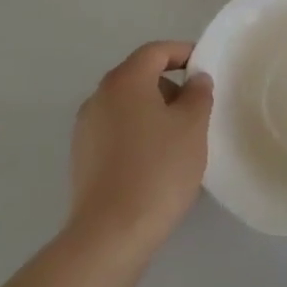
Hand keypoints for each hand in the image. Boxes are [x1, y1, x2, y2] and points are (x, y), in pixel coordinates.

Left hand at [69, 42, 212, 255]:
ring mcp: (86, 129)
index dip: (183, 53)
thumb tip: (195, 80)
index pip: (156, 51)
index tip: (205, 68)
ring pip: (127, 106)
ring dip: (154, 113)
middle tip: (196, 109)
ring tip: (178, 140)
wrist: (110, 235)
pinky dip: (137, 134)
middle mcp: (99, 97)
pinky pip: (116, 131)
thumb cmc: (158, 169)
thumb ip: (198, 94)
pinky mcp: (82, 158)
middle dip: (170, 87)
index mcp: (124, 81)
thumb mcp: (192, 126)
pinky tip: (155, 162)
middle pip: (139, 77)